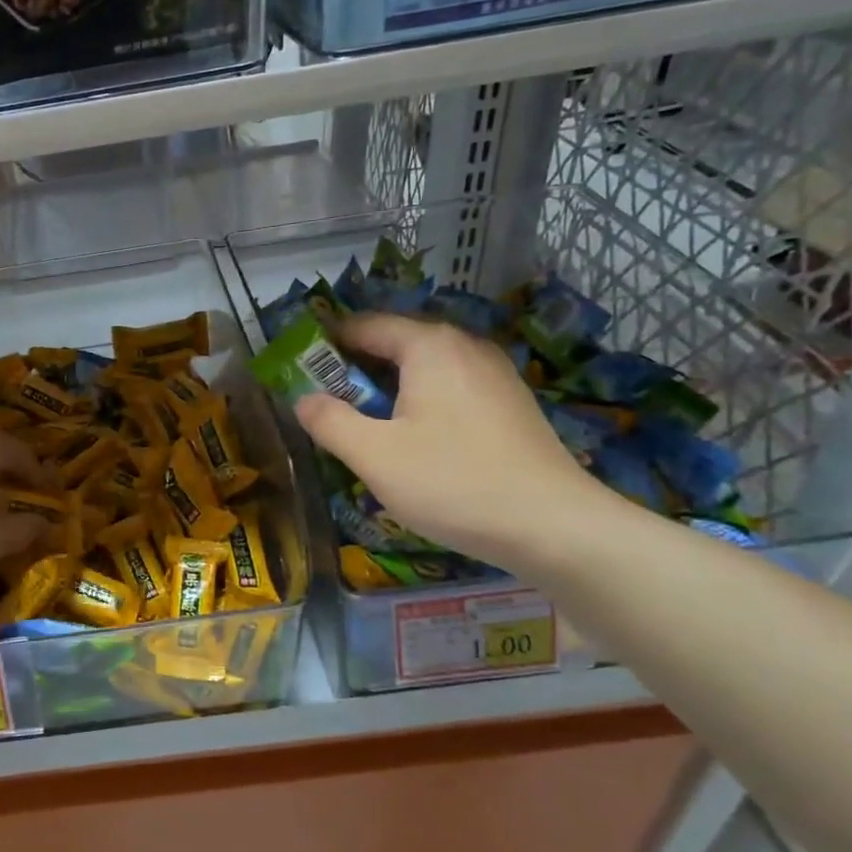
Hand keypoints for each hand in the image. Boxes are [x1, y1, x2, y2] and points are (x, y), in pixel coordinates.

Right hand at [293, 314, 613, 570]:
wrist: (554, 527)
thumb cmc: (453, 483)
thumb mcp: (374, 455)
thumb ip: (329, 421)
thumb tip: (302, 399)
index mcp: (429, 346)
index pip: (363, 325)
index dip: (325, 344)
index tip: (297, 371)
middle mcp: (465, 346)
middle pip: (395, 343)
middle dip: (355, 370)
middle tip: (325, 405)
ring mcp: (494, 374)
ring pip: (424, 368)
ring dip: (388, 389)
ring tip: (364, 426)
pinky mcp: (510, 403)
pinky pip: (450, 388)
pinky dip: (420, 402)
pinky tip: (414, 441)